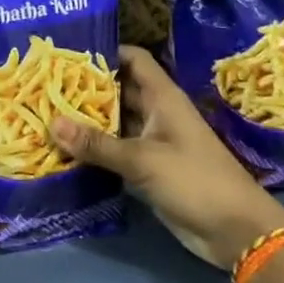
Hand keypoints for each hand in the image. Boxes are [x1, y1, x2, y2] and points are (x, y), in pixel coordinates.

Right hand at [49, 46, 283, 268]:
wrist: (236, 232)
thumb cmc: (195, 180)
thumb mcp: (142, 159)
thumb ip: (97, 144)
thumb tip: (51, 124)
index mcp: (163, 97)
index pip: (133, 59)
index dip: (106, 50)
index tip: (70, 51)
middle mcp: (157, 113)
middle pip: (119, 89)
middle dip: (87, 86)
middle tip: (47, 83)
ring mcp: (153, 141)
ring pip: (115, 121)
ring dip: (88, 119)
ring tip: (47, 111)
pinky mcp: (149, 168)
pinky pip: (116, 149)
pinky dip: (95, 148)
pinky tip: (66, 147)